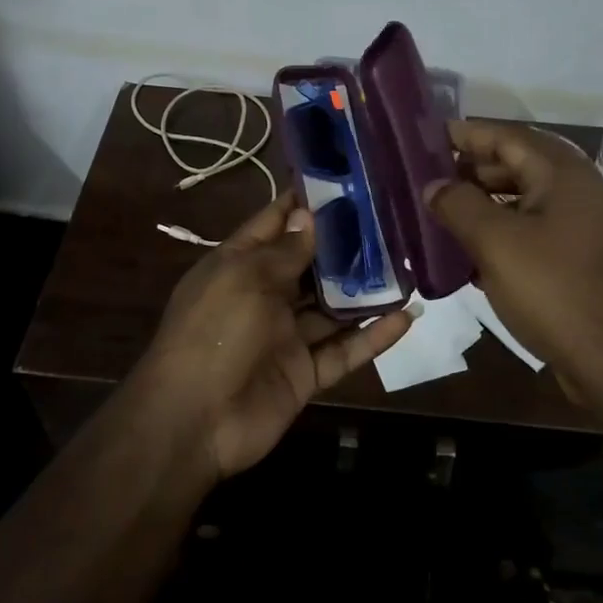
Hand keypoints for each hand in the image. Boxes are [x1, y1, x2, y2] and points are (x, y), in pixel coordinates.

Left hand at [132, 192, 411, 480]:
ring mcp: (286, 337)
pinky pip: (345, 350)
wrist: (194, 422)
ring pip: (332, 308)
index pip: (273, 224)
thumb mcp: (245, 279)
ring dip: (365, 290)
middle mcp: (264, 296)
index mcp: (238, 266)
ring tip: (406, 264)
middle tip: (389, 220)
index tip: (342, 181)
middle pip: (309, 264)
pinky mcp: (305, 372)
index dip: (302, 203)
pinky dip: (373, 336)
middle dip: (343, 245)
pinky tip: (407, 316)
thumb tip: (308, 216)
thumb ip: (284, 251)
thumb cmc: (215, 333)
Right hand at [424, 119, 602, 385]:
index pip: (506, 136)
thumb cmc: (555, 291)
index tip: (426, 138)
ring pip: (524, 201)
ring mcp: (584, 228)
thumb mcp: (496, 243)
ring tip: (441, 213)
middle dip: (471, 169)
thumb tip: (433, 185)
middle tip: (427, 178)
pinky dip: (502, 233)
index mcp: (562, 174)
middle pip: (517, 164)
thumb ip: (459, 205)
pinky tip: (471, 253)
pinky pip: (534, 232)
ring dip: (484, 203)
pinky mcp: (581, 261)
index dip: (465, 134)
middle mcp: (578, 191)